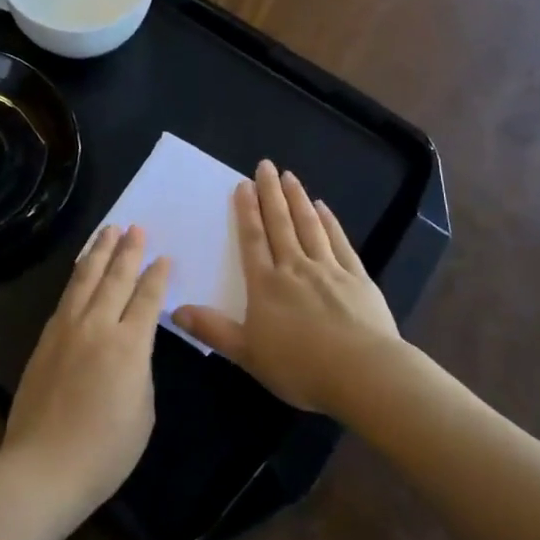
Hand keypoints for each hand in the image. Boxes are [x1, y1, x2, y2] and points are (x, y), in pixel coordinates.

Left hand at [0, 225, 167, 528]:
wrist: (43, 467)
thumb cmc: (105, 451)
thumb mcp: (143, 412)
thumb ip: (140, 370)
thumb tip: (130, 348)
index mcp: (129, 346)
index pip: (147, 299)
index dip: (157, 276)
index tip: (164, 257)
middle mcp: (98, 327)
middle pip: (115, 278)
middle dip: (128, 250)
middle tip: (136, 227)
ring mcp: (67, 329)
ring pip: (85, 279)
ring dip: (99, 252)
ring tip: (108, 230)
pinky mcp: (46, 338)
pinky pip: (66, 296)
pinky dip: (77, 275)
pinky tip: (81, 268)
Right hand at [175, 161, 398, 413]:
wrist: (363, 374)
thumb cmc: (301, 367)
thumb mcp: (248, 354)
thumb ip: (213, 330)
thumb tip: (175, 310)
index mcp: (267, 285)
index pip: (253, 240)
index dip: (246, 212)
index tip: (243, 185)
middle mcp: (296, 268)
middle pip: (281, 224)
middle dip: (271, 193)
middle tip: (266, 165)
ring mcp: (329, 270)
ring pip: (310, 226)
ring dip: (298, 199)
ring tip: (291, 177)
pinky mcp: (358, 278)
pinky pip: (340, 242)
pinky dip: (330, 222)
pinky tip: (324, 208)